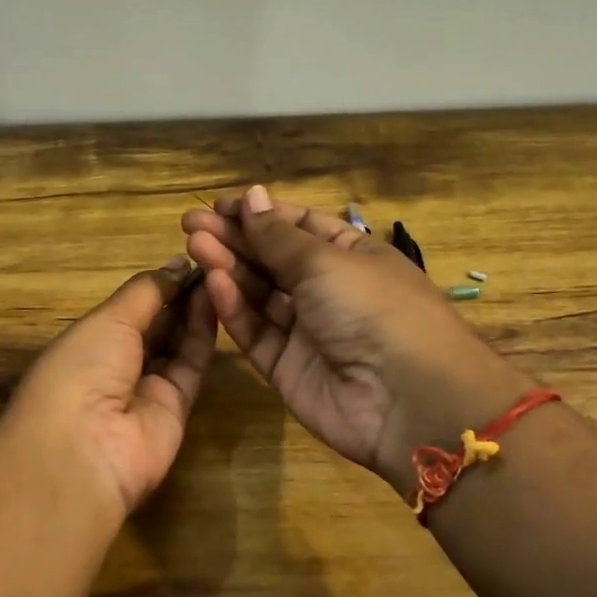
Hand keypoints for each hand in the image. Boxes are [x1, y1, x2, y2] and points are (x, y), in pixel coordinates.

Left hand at [2, 257, 217, 523]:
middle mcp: (114, 366)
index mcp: (86, 343)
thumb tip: (175, 264)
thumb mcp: (107, 320)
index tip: (186, 260)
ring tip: (220, 274)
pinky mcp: (176, 408)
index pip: (126, 310)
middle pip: (153, 326)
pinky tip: (218, 301)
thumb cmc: (82, 369)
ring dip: (194, 311)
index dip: (154, 287)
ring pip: (175, 344)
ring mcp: (146, 389)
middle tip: (212, 263)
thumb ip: (146, 292)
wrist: (86, 450)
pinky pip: (191, 366)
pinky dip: (203, 335)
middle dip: (177, 296)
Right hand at [183, 185, 532, 491]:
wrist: (406, 400)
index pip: (297, 226)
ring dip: (228, 268)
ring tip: (194, 245)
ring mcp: (306, 330)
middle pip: (272, 259)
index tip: (218, 206)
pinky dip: (235, 308)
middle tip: (190, 223)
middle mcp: (328, 290)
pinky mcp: (286, 367)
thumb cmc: (373, 308)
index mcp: (351, 255)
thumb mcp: (325, 261)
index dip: (258, 214)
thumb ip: (278, 235)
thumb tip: (251, 196)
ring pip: (259, 294)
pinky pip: (256, 332)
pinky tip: (213, 283)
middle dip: (233, 239)